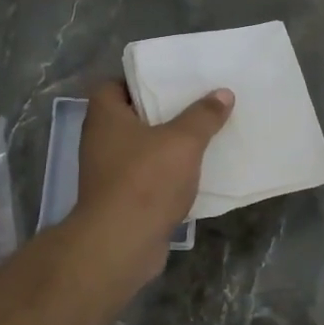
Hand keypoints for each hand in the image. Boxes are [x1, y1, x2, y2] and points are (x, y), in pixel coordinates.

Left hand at [76, 79, 233, 281]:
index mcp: (105, 118)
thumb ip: (204, 115)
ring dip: (166, 145)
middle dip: (161, 112)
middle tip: (194, 104)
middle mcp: (100, 142)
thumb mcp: (183, 141)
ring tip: (201, 135)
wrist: (121, 244)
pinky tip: (194, 173)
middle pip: (130, 117)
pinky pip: (146, 177)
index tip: (168, 81)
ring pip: (140, 149)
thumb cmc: (146, 180)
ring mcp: (107, 174)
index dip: (137, 80)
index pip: (112, 86)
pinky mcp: (120, 200)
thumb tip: (223, 93)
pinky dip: (166, 174)